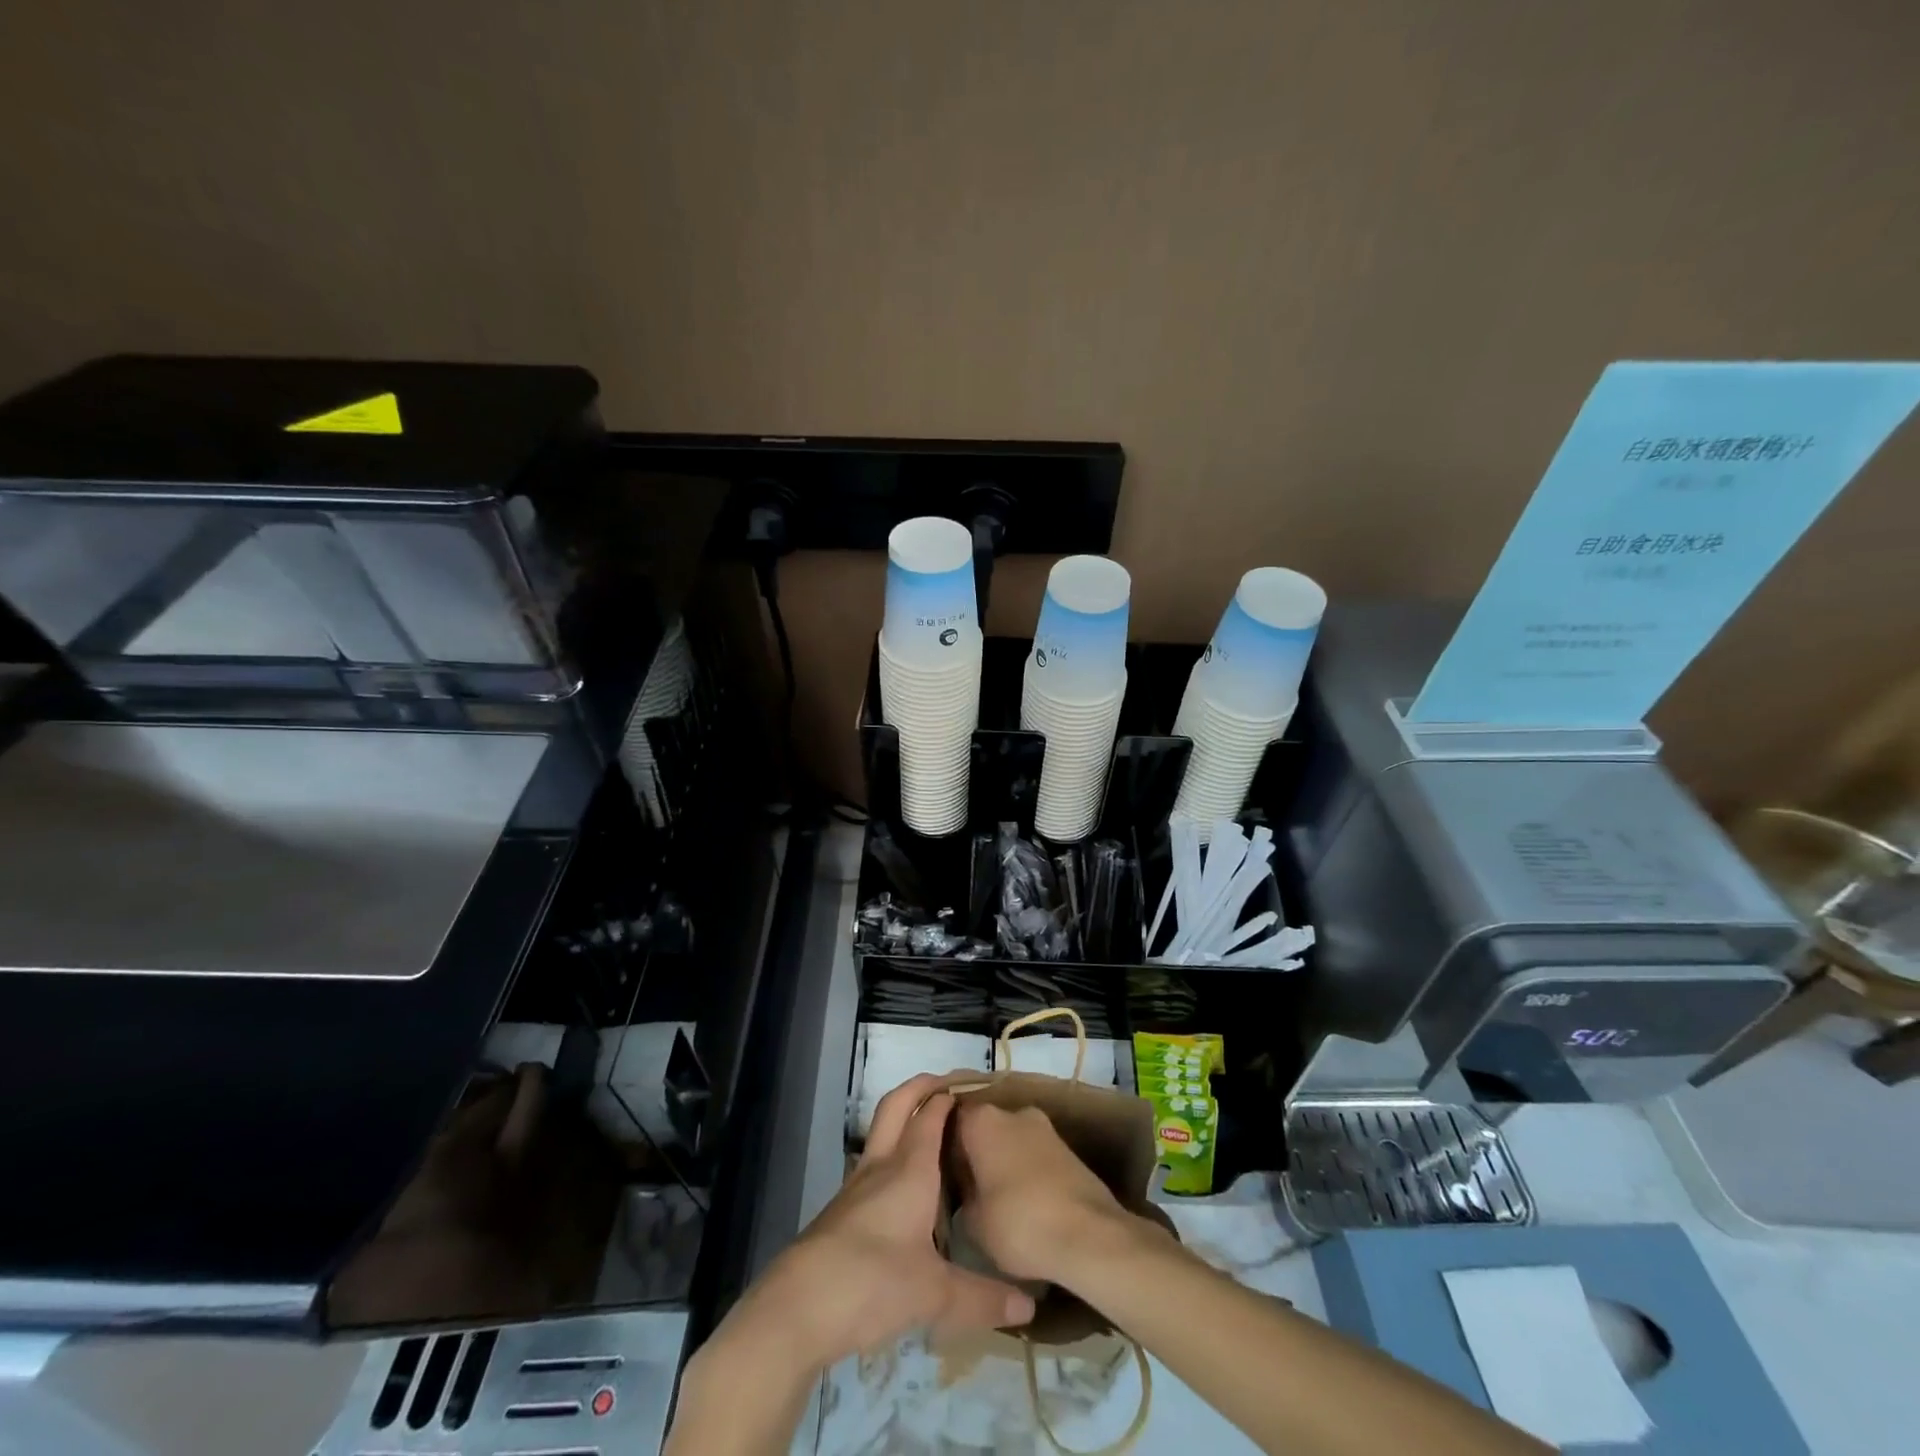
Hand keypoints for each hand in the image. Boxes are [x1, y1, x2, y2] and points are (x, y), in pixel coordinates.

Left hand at [717, 1075, 1036, 1374]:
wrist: (798, 1306)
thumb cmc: (872, 1282)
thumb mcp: (935, 1294)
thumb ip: (982, 1297)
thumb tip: (1029, 1306)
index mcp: (910, 1169)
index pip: (931, 1114)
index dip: (951, 1094)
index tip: (977, 1088)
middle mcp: (882, 1166)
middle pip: (897, 1105)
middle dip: (921, 1086)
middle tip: (948, 1085)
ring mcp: (857, 1186)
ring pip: (882, 1131)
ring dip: (904, 1117)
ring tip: (933, 1130)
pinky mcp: (842, 1210)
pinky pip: (873, 1163)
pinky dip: (893, 1153)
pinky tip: (906, 1185)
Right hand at [952, 1100, 1144, 1286]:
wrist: (1089, 1235)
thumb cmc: (1019, 1223)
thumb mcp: (972, 1223)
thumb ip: (961, 1197)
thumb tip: (965, 1191)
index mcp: (983, 1120)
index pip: (950, 1118)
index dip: (941, 1145)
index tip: (936, 1172)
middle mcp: (1012, 1112)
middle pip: (982, 1127)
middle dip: (973, 1153)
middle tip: (963, 1188)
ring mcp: (1044, 1127)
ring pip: (1010, 1139)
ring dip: (1001, 1161)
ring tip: (993, 1199)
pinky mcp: (1067, 1147)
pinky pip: (1033, 1153)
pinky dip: (1024, 1171)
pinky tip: (1022, 1203)